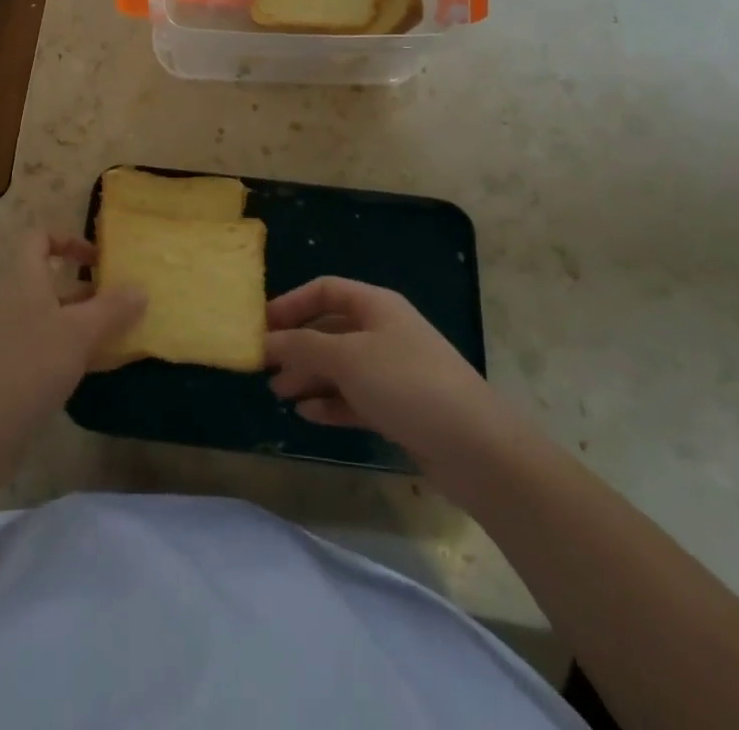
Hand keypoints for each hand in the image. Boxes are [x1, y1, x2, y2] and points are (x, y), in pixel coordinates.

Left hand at [0, 233, 144, 448]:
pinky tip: (94, 370)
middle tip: (118, 303)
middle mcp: (12, 301)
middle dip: (86, 289)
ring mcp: (8, 337)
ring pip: (50, 317)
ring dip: (81, 322)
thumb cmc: (30, 365)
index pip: (39, 238)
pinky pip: (45, 348)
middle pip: (48, 280)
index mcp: (23, 279)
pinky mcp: (10, 370)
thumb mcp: (80, 332)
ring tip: (116, 337)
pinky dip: (70, 351)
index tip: (98, 261)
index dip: (68, 240)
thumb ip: (113, 309)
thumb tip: (141, 289)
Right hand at [266, 276, 502, 466]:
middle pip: (329, 329)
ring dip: (308, 377)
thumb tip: (265, 341)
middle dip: (296, 346)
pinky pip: (354, 398)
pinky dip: (330, 403)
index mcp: (376, 306)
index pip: (324, 291)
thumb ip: (301, 346)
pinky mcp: (399, 408)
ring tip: (279, 394)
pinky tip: (307, 415)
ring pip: (340, 366)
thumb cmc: (407, 384)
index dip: (291, 304)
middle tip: (264, 368)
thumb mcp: (347, 357)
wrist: (477, 448)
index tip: (261, 327)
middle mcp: (384, 332)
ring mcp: (393, 371)